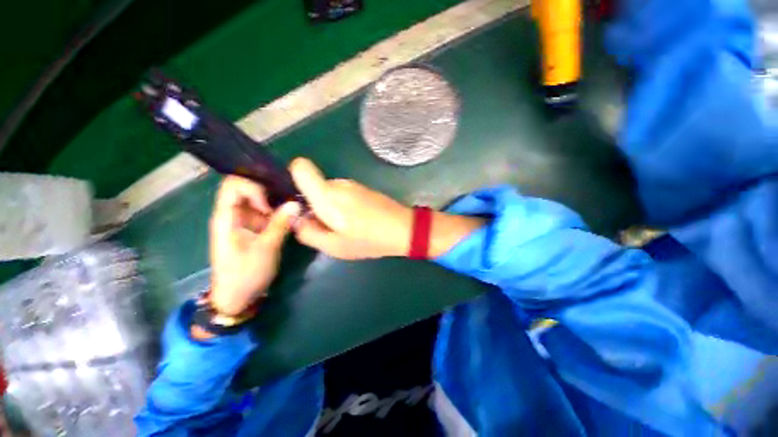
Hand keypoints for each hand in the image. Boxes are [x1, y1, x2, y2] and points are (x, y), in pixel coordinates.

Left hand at [209, 176, 300, 315]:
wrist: (237, 297)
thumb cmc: (245, 274)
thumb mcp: (266, 249)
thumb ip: (280, 224)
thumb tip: (296, 203)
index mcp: (226, 216)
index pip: (234, 184)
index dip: (254, 188)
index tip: (271, 205)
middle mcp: (233, 213)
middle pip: (247, 187)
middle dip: (268, 190)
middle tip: (288, 200)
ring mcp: (244, 220)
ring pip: (259, 198)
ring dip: (276, 200)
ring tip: (294, 206)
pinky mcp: (254, 227)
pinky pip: (266, 211)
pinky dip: (278, 210)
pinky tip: (291, 215)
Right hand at [289, 158, 486, 259]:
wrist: (403, 228)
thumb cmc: (368, 239)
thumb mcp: (334, 246)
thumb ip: (308, 233)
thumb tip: (298, 220)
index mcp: (327, 195)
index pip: (301, 167)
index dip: (293, 178)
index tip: (299, 201)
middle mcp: (338, 184)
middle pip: (314, 186)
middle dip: (314, 204)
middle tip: (327, 226)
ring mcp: (353, 184)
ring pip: (329, 191)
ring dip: (330, 207)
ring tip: (345, 227)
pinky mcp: (363, 188)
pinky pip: (343, 194)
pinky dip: (343, 205)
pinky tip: (357, 221)